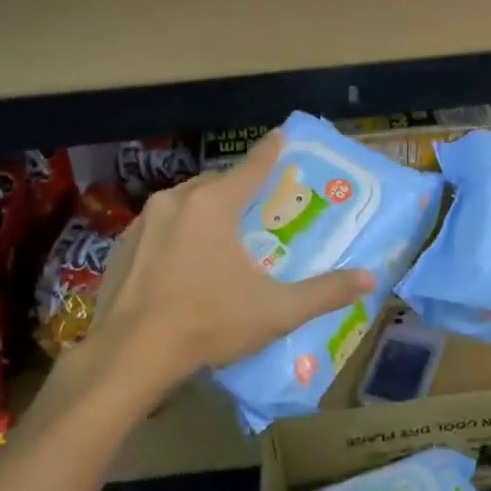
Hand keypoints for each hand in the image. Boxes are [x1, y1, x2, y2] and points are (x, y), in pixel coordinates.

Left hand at [91, 133, 375, 390]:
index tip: (281, 135)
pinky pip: (159, 226)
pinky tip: (182, 261)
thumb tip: (370, 279)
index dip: (271, 151)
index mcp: (214, 205)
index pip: (252, 166)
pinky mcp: (121, 246)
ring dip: (206, 209)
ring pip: (184, 202)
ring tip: (222, 233)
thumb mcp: (276, 311)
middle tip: (258, 204)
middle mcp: (176, 201)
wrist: (129, 355)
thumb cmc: (208, 323)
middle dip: (238, 187)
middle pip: (216, 183)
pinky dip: (177, 232)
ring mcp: (143, 222)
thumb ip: (325, 292)